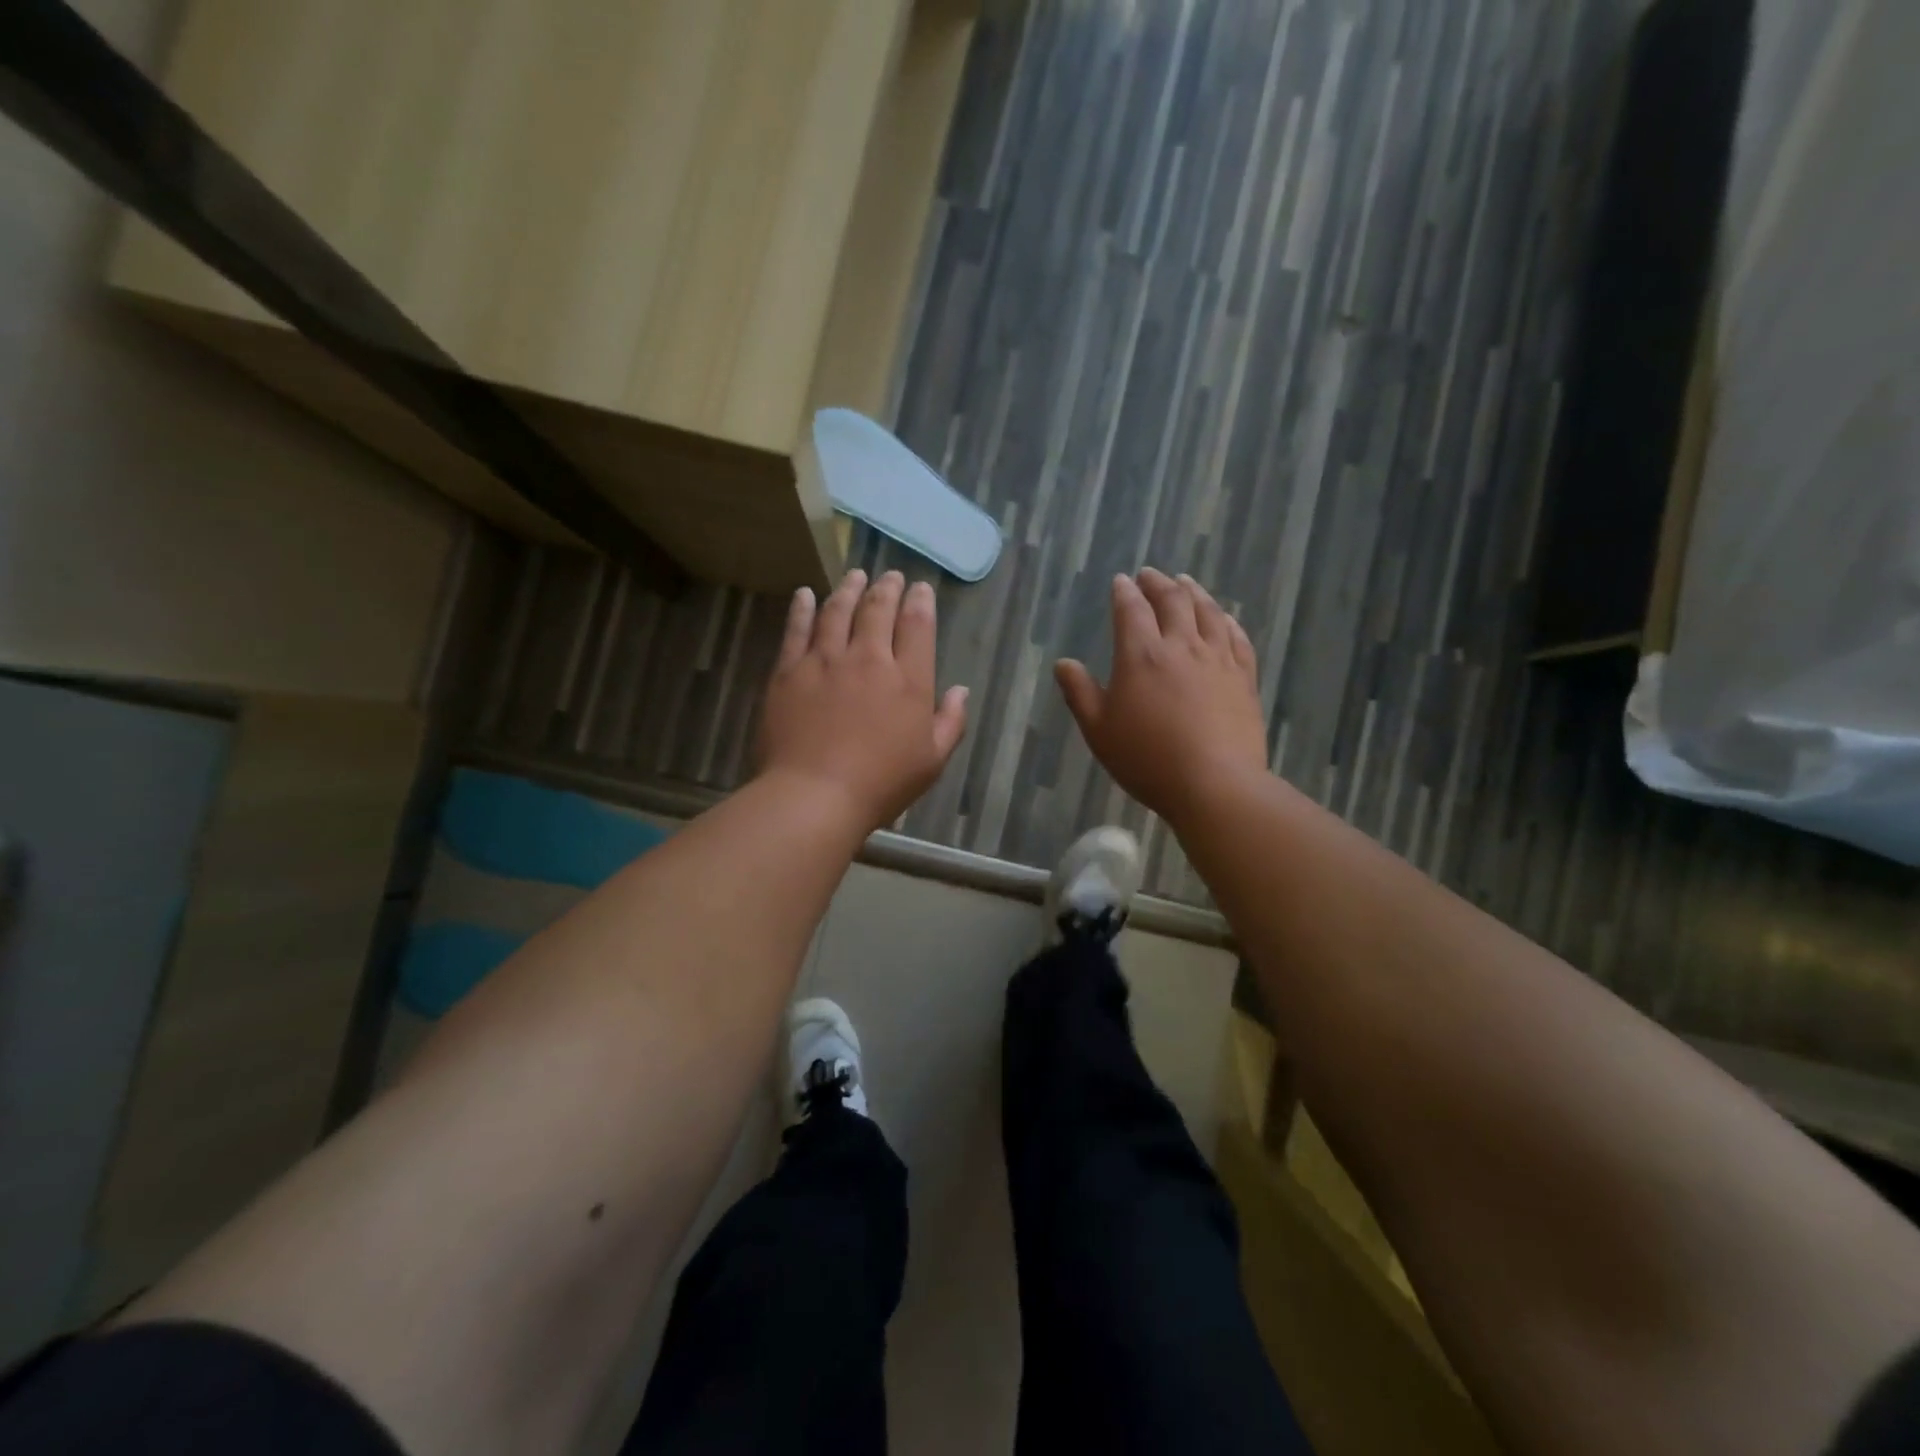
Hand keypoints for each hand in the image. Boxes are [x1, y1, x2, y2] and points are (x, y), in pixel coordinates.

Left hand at [757, 569, 969, 832]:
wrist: (815, 795)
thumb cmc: (881, 784)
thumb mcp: (932, 761)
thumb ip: (951, 722)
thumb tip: (960, 690)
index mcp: (908, 680)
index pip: (917, 626)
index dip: (920, 602)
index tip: (920, 589)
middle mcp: (868, 659)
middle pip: (878, 610)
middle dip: (887, 588)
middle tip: (891, 576)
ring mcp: (825, 661)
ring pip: (837, 611)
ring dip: (848, 589)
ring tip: (855, 576)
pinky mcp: (789, 671)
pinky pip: (796, 629)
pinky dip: (802, 608)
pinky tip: (805, 594)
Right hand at [1055, 569, 1268, 823]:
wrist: (1215, 784)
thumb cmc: (1147, 759)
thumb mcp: (1099, 731)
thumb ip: (1079, 693)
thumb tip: (1063, 663)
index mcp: (1141, 656)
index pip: (1131, 610)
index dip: (1124, 592)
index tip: (1121, 581)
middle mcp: (1182, 646)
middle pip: (1173, 601)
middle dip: (1159, 583)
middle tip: (1151, 574)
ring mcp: (1218, 660)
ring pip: (1208, 612)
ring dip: (1194, 592)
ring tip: (1186, 582)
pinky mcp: (1244, 678)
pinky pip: (1237, 638)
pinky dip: (1227, 620)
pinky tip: (1224, 617)